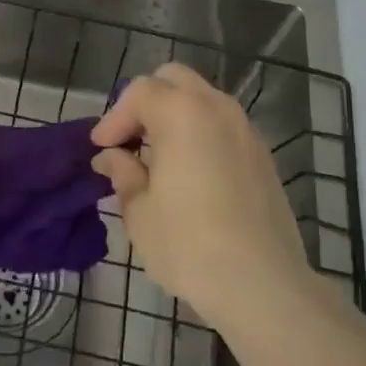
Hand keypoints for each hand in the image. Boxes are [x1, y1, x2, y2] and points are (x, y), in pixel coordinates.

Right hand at [91, 63, 311, 327]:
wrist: (263, 285)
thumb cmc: (188, 245)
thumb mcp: (140, 212)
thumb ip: (123, 173)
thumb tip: (112, 158)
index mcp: (181, 113)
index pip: (139, 92)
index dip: (114, 117)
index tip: (102, 148)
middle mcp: (216, 108)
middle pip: (174, 80)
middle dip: (146, 102)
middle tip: (130, 140)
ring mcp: (245, 129)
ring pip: (202, 99)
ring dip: (175, 116)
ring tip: (158, 156)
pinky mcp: (263, 155)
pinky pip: (223, 125)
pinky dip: (201, 132)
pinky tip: (191, 172)